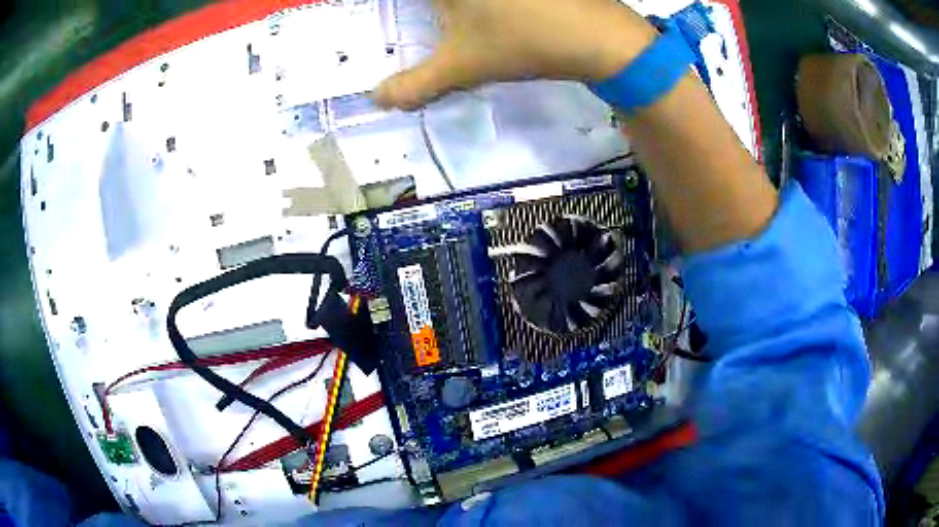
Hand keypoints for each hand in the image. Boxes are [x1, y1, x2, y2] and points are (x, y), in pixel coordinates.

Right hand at [373, 0, 656, 110]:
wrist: (599, 36)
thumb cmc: (523, 43)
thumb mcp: (462, 67)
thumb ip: (415, 85)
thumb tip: (375, 100)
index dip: (380, 5)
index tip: (360, 4)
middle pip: (437, 0)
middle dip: (429, 11)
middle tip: (419, 20)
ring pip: (459, 1)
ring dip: (452, 10)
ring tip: (449, 20)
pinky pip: (488, 1)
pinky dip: (472, 8)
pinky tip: (483, 17)